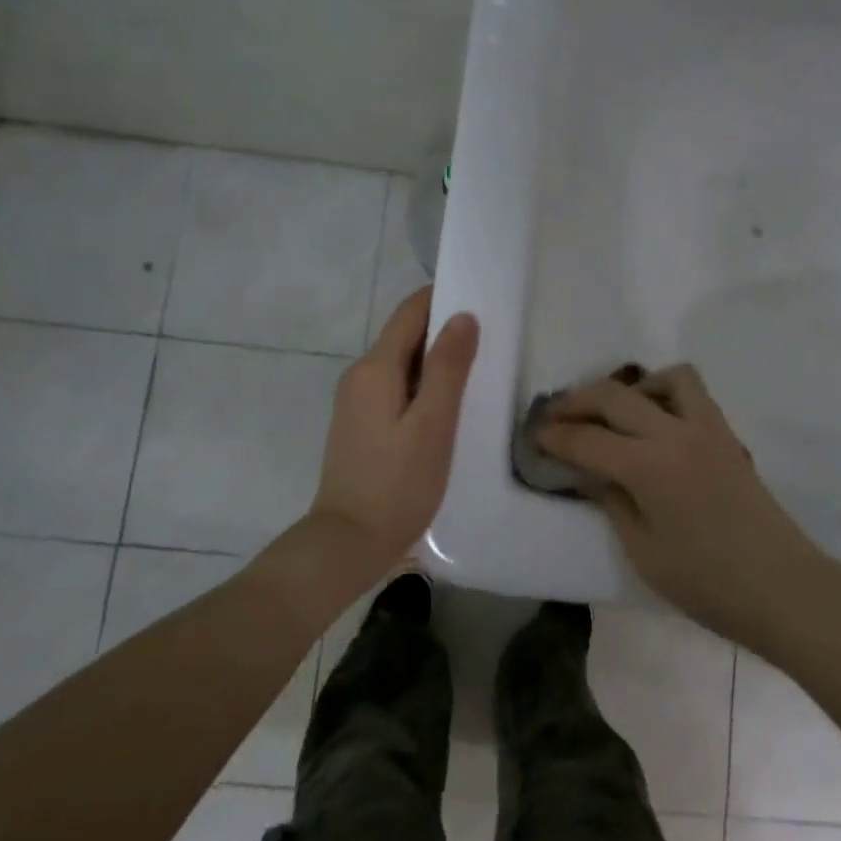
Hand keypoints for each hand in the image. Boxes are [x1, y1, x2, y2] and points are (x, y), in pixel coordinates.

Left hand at [310, 288, 479, 577]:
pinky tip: (451, 407)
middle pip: (406, 337)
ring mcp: (357, 402)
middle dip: (445, 331)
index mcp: (375, 368)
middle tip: (493, 338)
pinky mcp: (362, 426)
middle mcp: (360, 376)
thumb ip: (449, 368)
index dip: (444, 299)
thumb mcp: (433, 424)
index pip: (411, 312)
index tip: (483, 299)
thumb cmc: (397, 484)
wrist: (348, 542)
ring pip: (403, 365)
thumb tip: (463, 316)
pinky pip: (397, 390)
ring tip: (481, 371)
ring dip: (438, 362)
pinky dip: (425, 387)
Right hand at [537, 364, 823, 648]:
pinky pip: (694, 394)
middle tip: (555, 418)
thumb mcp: (643, 552)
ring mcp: (708, 429)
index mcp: (649, 467)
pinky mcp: (728, 436)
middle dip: (577, 401)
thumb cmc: (707, 584)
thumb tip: (590, 472)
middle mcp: (676, 433)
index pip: (587, 438)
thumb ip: (612, 502)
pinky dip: (666, 394)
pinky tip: (656, 426)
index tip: (533, 437)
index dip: (554, 436)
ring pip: (665, 377)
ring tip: (615, 416)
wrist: (783, 588)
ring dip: (631, 388)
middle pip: (615, 395)